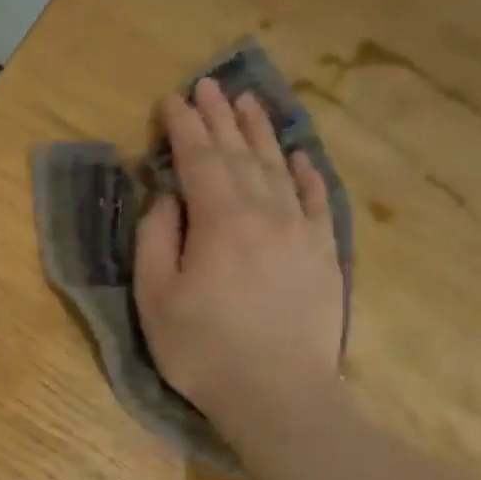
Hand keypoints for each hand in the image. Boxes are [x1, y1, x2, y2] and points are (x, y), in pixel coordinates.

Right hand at [133, 78, 344, 435]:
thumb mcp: (156, 297)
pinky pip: (317, 200)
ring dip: (260, 133)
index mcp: (219, 220)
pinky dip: (307, 173)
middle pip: (239, 154)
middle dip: (219, 117)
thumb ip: (157, 238)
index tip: (171, 99)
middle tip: (208, 84)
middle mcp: (264, 212)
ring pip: (278, 168)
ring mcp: (301, 231)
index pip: (198, 159)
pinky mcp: (324, 255)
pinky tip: (299, 155)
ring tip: (247, 102)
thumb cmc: (203, 349)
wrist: (280, 396)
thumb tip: (168, 196)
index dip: (183, 126)